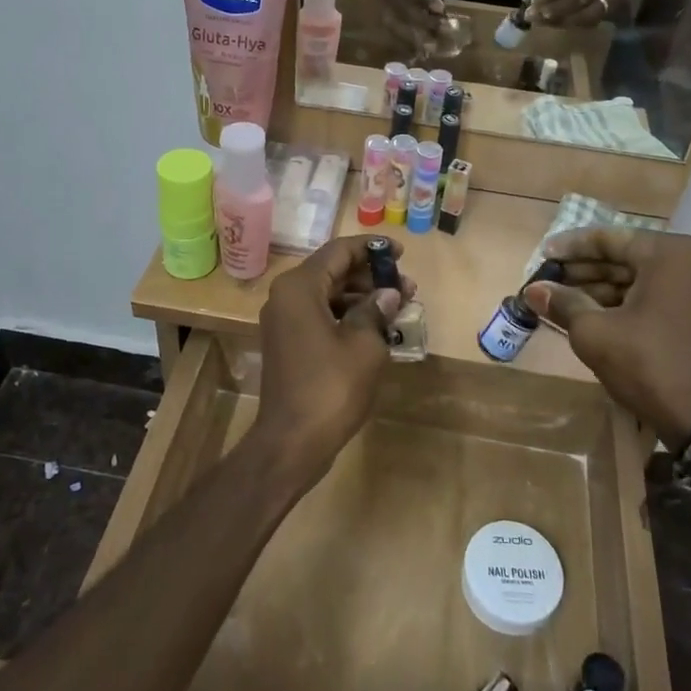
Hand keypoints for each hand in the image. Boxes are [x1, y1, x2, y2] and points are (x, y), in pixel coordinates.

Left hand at [251, 236, 415, 489]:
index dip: (372, 249)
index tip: (402, 254)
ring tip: (398, 307)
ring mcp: (284, 321)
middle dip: (371, 276)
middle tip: (407, 287)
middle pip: (332, 271)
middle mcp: (285, 296)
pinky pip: (320, 315)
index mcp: (300, 287)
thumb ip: (377, 310)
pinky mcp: (288, 343)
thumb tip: (389, 293)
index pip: (339, 251)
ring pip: (327, 294)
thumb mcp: (364, 344)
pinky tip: (376, 328)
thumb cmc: (331, 387)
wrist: (292, 442)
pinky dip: (347, 315)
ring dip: (361, 297)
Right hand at [376, 0, 452, 44]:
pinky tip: (419, 49)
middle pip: (398, 4)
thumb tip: (439, 8)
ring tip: (430, 47)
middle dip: (420, 21)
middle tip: (441, 31)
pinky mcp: (382, 8)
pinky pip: (390, 27)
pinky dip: (404, 40)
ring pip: (391, 20)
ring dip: (411, 36)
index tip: (440, 9)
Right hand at [522, 228, 690, 446]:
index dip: (570, 247)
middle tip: (546, 279)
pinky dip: (618, 302)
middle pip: (622, 256)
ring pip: (634, 278)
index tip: (541, 255)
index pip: (608, 238)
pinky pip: (648, 296)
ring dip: (596, 287)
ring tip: (558, 299)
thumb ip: (562, 302)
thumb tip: (532, 290)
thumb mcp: (594, 332)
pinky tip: (585, 314)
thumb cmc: (647, 364)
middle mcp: (687, 262)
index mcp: (667, 253)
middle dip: (582, 269)